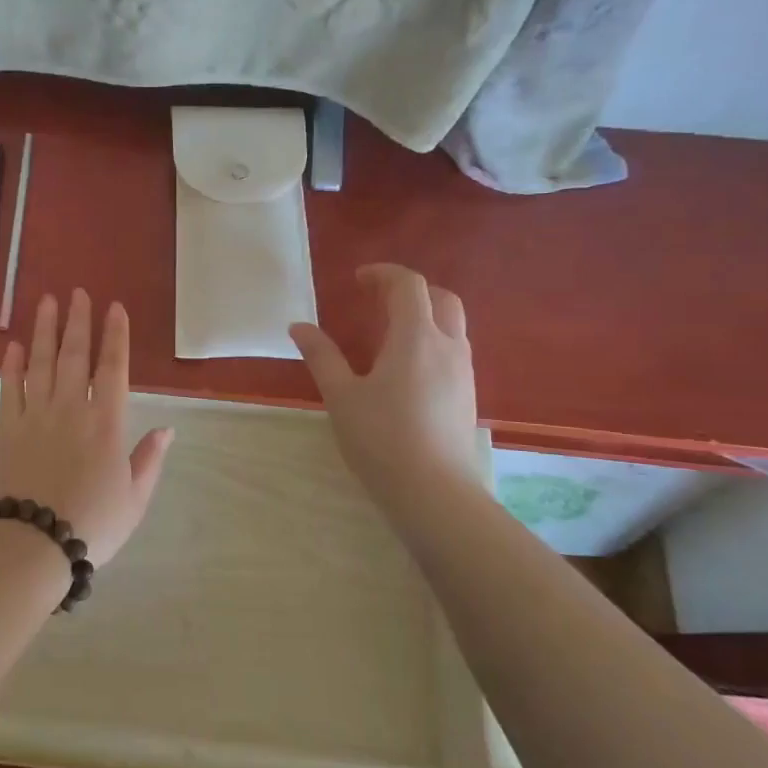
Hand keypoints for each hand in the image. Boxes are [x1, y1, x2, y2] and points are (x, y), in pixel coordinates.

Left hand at [0, 289, 173, 565]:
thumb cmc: (92, 524)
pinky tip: (13, 345)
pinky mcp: (8, 428)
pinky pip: (9, 388)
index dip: (115, 335)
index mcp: (107, 423)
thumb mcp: (135, 498)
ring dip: (45, 330)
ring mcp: (36, 415)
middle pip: (76, 355)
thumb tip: (168, 428)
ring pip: (42, 362)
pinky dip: (11, 365)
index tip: (114, 308)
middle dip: (79, 321)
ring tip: (47, 301)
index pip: (114, 367)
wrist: (33, 544)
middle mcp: (72, 408)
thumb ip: (150, 459)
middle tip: (78, 292)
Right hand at [289, 264, 480, 501]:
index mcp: (415, 337)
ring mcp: (464, 371)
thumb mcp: (341, 396)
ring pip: (452, 324)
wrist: (434, 493)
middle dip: (410, 289)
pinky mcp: (468, 395)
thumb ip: (321, 356)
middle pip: (441, 298)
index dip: (384, 274)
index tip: (358, 280)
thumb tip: (299, 326)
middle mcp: (448, 346)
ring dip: (424, 314)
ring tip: (389, 331)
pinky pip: (454, 350)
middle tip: (377, 299)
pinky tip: (407, 366)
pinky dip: (432, 339)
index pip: (409, 285)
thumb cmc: (381, 439)